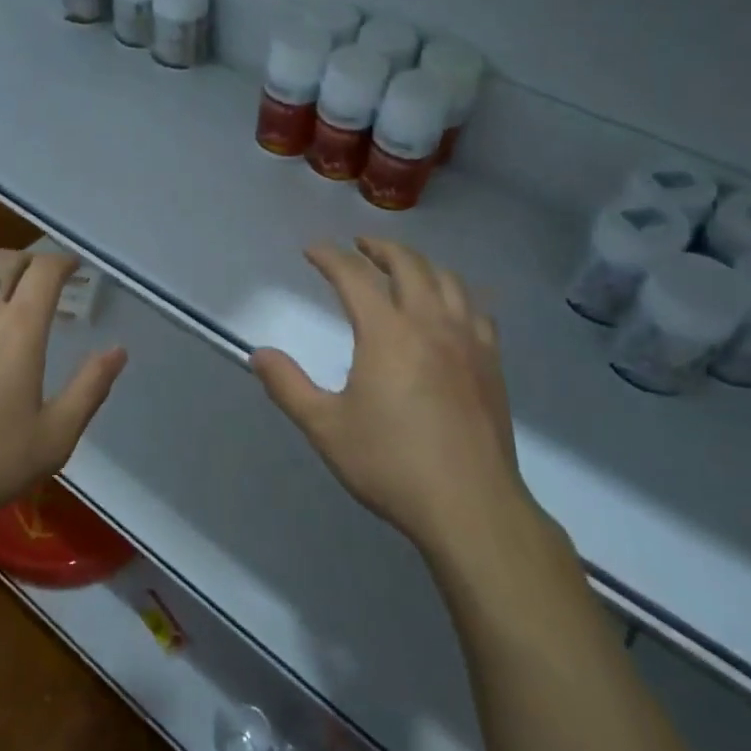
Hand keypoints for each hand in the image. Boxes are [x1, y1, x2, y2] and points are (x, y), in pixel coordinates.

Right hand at [250, 238, 528, 558]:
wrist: (469, 505)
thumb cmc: (390, 464)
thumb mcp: (325, 427)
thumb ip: (288, 386)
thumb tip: (258, 354)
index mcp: (387, 333)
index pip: (354, 277)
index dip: (330, 257)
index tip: (312, 249)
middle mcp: (431, 324)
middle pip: (408, 265)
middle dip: (380, 248)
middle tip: (359, 245)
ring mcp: (468, 341)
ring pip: (448, 280)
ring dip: (421, 264)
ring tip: (404, 267)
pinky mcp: (492, 363)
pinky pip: (477, 309)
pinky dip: (457, 293)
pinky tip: (451, 307)